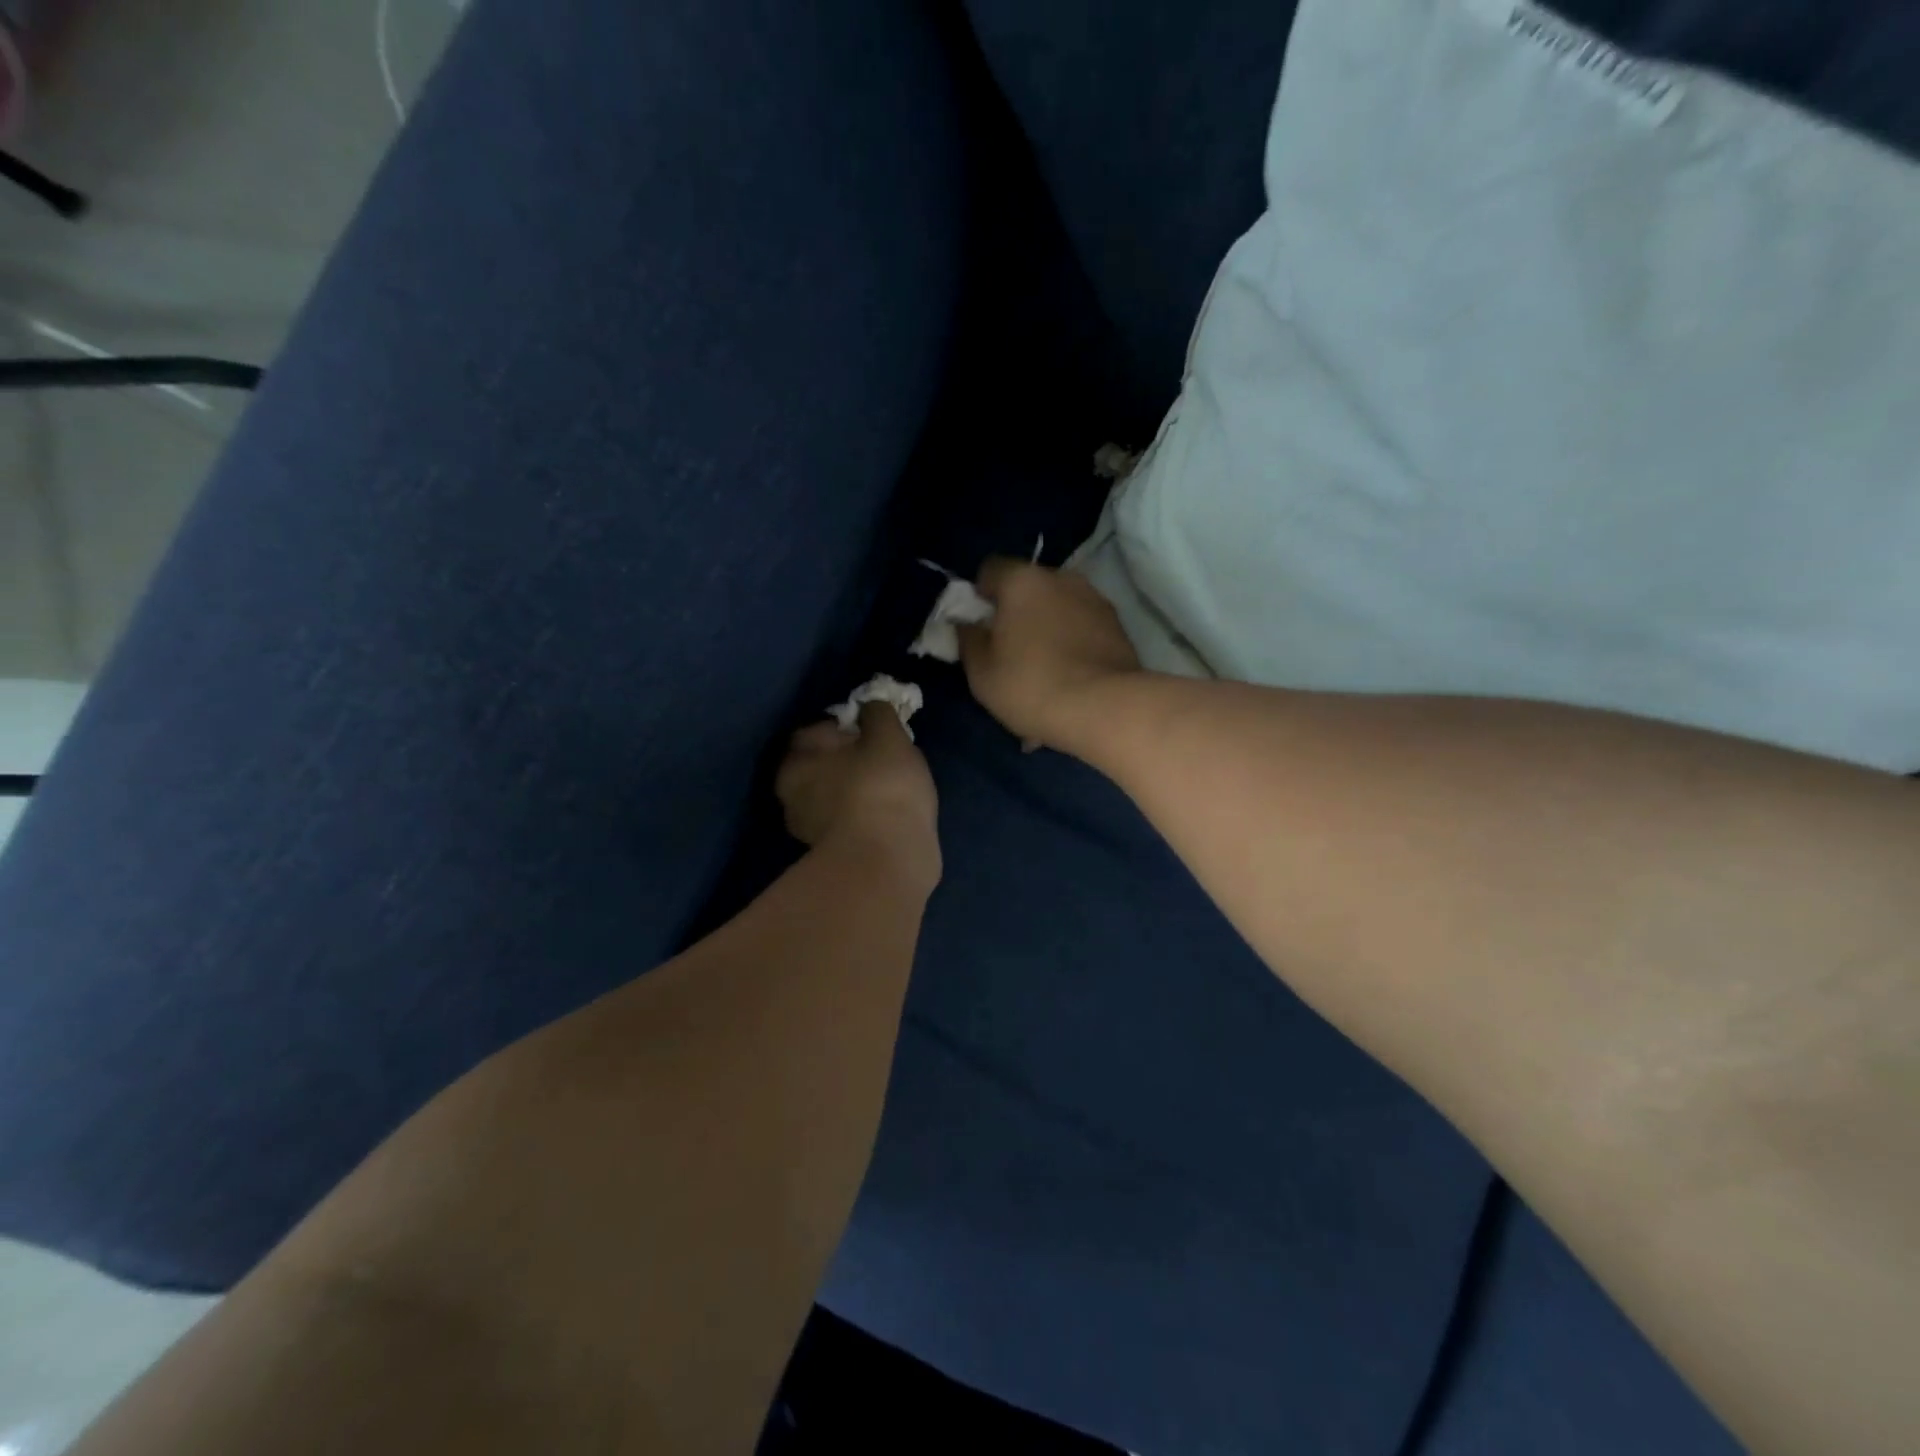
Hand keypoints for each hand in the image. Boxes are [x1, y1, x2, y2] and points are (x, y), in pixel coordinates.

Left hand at [777, 701, 940, 890]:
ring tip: (891, 787)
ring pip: (833, 795)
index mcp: (795, 762)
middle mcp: (792, 795)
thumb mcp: (887, 737)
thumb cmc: (882, 789)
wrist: (889, 862)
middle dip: (847, 760)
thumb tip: (870, 705)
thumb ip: (878, 713)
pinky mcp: (832, 855)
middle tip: (884, 757)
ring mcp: (810, 829)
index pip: (814, 731)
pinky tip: (888, 815)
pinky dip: (863, 815)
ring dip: (854, 789)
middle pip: (822, 765)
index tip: (873, 730)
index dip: (844, 725)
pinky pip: (848, 821)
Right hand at [959, 559, 1142, 753]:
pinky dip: (1073, 644)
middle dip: (1017, 612)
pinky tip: (1069, 677)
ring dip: (1048, 628)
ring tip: (1044, 669)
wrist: (1106, 709)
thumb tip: (968, 624)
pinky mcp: (1119, 627)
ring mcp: (1095, 600)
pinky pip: (1083, 628)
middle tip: (1009, 651)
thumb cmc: (1031, 685)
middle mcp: (1062, 578)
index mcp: (1023, 581)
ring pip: (1059, 608)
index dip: (980, 595)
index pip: (991, 569)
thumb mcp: (981, 672)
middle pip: (1029, 587)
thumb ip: (968, 640)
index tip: (980, 626)